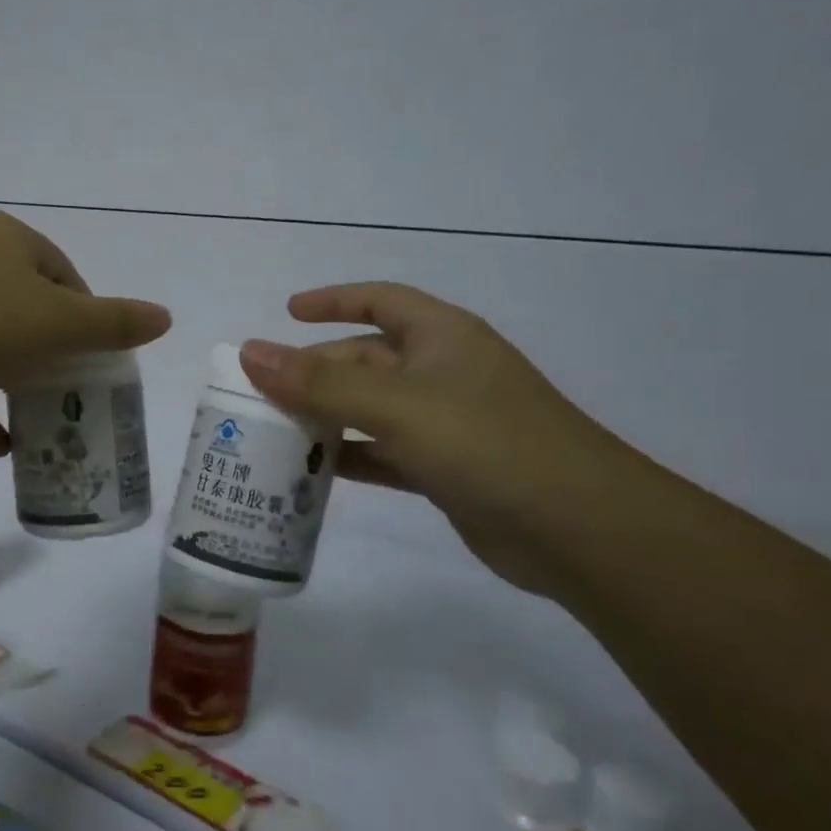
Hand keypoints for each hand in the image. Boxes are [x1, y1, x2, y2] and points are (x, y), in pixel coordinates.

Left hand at [0, 210, 171, 452]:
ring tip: (45, 420)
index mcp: (6, 241)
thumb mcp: (58, 323)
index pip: (63, 276)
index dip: (86, 317)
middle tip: (74, 392)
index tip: (97, 359)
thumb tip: (165, 317)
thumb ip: (113, 324)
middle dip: (51, 354)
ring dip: (15, 384)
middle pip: (26, 310)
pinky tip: (2, 447)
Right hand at [237, 283, 638, 596]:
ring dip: (327, 416)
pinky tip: (312, 472)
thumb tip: (250, 351)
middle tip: (261, 392)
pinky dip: (350, 457)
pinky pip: (384, 452)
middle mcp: (443, 372)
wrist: (579, 530)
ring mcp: (446, 423)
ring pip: (371, 409)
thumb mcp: (396, 405)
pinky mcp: (446, 469)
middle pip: (366, 359)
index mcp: (442, 337)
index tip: (287, 313)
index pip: (380, 300)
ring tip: (274, 431)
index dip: (333, 300)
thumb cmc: (487, 443)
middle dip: (316, 371)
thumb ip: (320, 382)